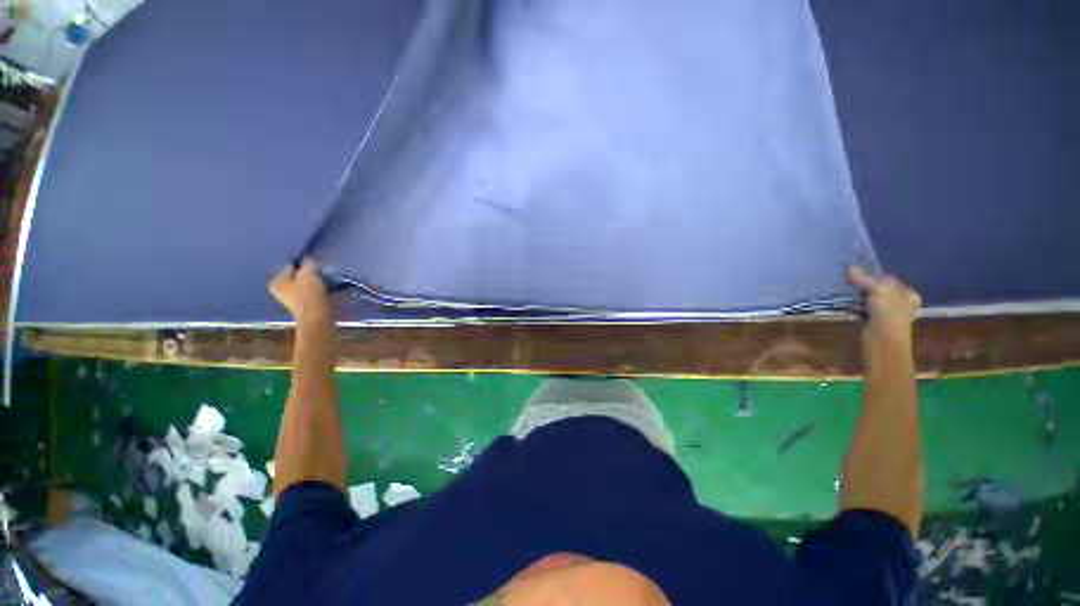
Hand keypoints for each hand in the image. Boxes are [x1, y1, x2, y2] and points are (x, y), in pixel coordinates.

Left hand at [270, 258, 331, 323]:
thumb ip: (308, 263)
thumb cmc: (309, 294)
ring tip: (325, 282)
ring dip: (314, 282)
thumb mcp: (309, 274)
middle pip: (297, 276)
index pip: (292, 266)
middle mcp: (279, 289)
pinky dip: (316, 290)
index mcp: (276, 281)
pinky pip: (309, 292)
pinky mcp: (302, 305)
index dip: (305, 264)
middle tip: (321, 273)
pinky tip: (325, 291)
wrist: (317, 316)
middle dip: (309, 274)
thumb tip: (309, 259)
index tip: (316, 266)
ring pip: (304, 284)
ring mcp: (290, 298)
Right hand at [847, 266, 920, 340]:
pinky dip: (857, 307)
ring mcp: (889, 314)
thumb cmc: (888, 311)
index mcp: (908, 293)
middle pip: (881, 290)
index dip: (875, 276)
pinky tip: (850, 305)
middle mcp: (901, 303)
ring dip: (861, 297)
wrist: (884, 338)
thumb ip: (865, 279)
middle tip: (851, 282)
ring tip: (847, 292)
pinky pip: (865, 310)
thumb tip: (850, 267)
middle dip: (867, 287)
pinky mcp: (876, 322)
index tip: (858, 273)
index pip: (890, 279)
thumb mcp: (878, 290)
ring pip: (872, 300)